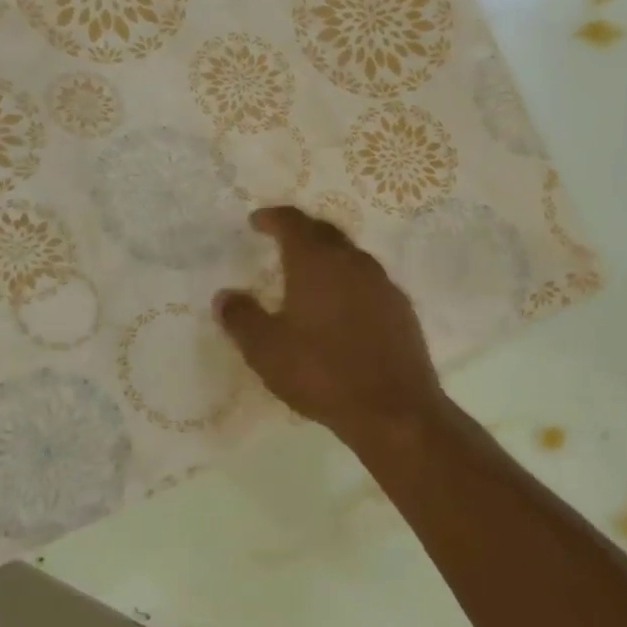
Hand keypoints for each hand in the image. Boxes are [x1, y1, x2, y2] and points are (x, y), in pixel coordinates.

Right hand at [214, 207, 443, 440]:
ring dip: (328, 257)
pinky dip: (350, 282)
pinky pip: (370, 281)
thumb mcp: (267, 350)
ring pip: (351, 256)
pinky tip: (342, 307)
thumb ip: (242, 318)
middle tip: (282, 241)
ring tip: (310, 275)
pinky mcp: (402, 308)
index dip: (273, 217)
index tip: (257, 221)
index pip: (293, 222)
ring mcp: (383, 283)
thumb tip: (224, 296)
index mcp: (317, 262)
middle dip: (301, 231)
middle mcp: (353, 262)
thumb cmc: (322, 373)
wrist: (394, 408)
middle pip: (325, 232)